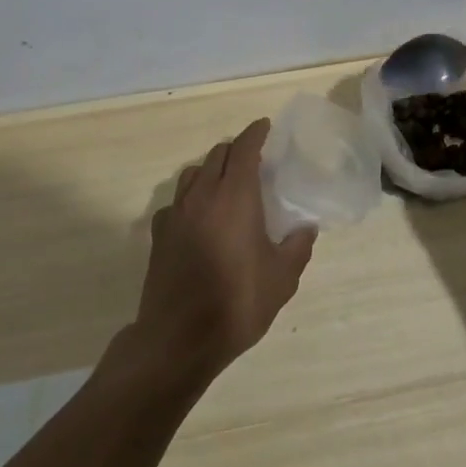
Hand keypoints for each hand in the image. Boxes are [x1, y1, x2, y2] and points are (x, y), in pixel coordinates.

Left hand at [131, 118, 316, 383]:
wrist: (179, 339)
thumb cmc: (237, 302)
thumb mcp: (281, 279)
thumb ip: (297, 247)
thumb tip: (306, 228)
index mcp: (235, 196)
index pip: (244, 148)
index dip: (255, 133)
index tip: (265, 126)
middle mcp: (203, 194)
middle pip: (217, 155)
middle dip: (235, 150)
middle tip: (252, 159)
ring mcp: (177, 213)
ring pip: (193, 173)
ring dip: (210, 170)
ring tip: (225, 184)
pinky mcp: (159, 234)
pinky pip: (176, 202)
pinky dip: (190, 198)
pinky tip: (198, 219)